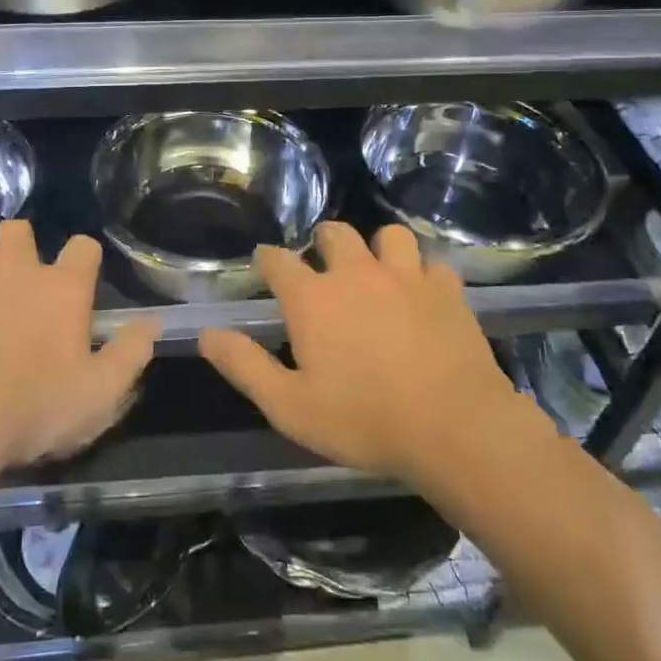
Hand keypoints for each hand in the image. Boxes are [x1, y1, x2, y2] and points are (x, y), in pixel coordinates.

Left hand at [0, 222, 156, 469]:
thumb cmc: (34, 407)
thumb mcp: (100, 393)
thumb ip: (130, 353)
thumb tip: (151, 324)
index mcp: (61, 287)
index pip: (83, 247)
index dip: (83, 259)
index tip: (79, 281)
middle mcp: (13, 268)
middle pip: (17, 230)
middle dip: (17, 246)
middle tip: (14, 281)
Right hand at [198, 222, 538, 480]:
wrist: (455, 428)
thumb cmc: (364, 420)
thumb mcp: (290, 406)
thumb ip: (245, 366)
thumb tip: (206, 334)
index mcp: (313, 298)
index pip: (277, 260)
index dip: (267, 260)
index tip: (265, 266)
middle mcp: (356, 273)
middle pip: (334, 233)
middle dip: (323, 243)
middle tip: (323, 268)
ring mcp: (406, 277)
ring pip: (390, 235)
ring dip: (378, 249)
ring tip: (378, 273)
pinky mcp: (447, 291)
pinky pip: (433, 265)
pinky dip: (424, 275)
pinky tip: (424, 296)